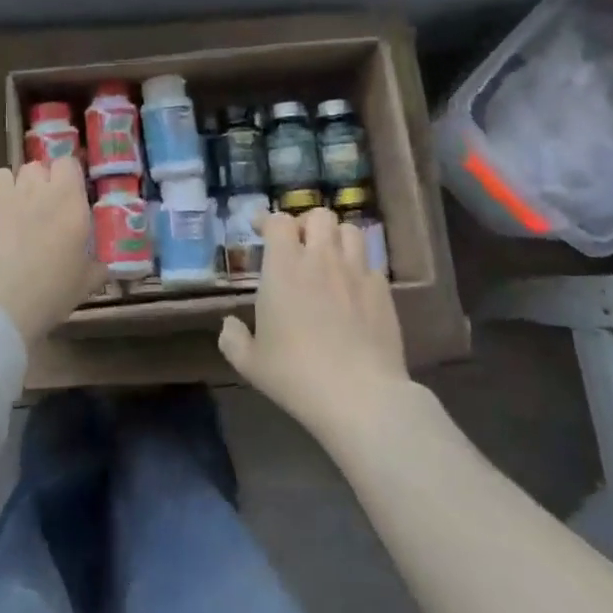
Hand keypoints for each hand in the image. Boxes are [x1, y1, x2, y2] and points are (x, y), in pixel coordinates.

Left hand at [0, 158, 101, 343]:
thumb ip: (94, 269)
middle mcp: (32, 188)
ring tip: (2, 219)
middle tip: (34, 214)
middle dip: (34, 185)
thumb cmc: (47, 295)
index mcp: (67, 200)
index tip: (64, 197)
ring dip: (4, 191)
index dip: (65, 177)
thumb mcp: (82, 286)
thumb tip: (102, 267)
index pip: (68, 164)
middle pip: (34, 168)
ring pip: (0, 176)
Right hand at [218, 208, 408, 446]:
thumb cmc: (296, 374)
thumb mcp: (250, 363)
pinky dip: (359, 267)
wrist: (360, 396)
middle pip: (319, 216)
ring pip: (350, 231)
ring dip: (336, 238)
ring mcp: (356, 272)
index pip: (278, 221)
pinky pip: (371, 264)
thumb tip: (229, 324)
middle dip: (307, 224)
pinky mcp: (383, 291)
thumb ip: (233, 338)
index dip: (267, 220)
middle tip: (298, 243)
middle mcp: (321, 258)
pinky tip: (353, 288)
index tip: (259, 229)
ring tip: (329, 257)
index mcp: (284, 266)